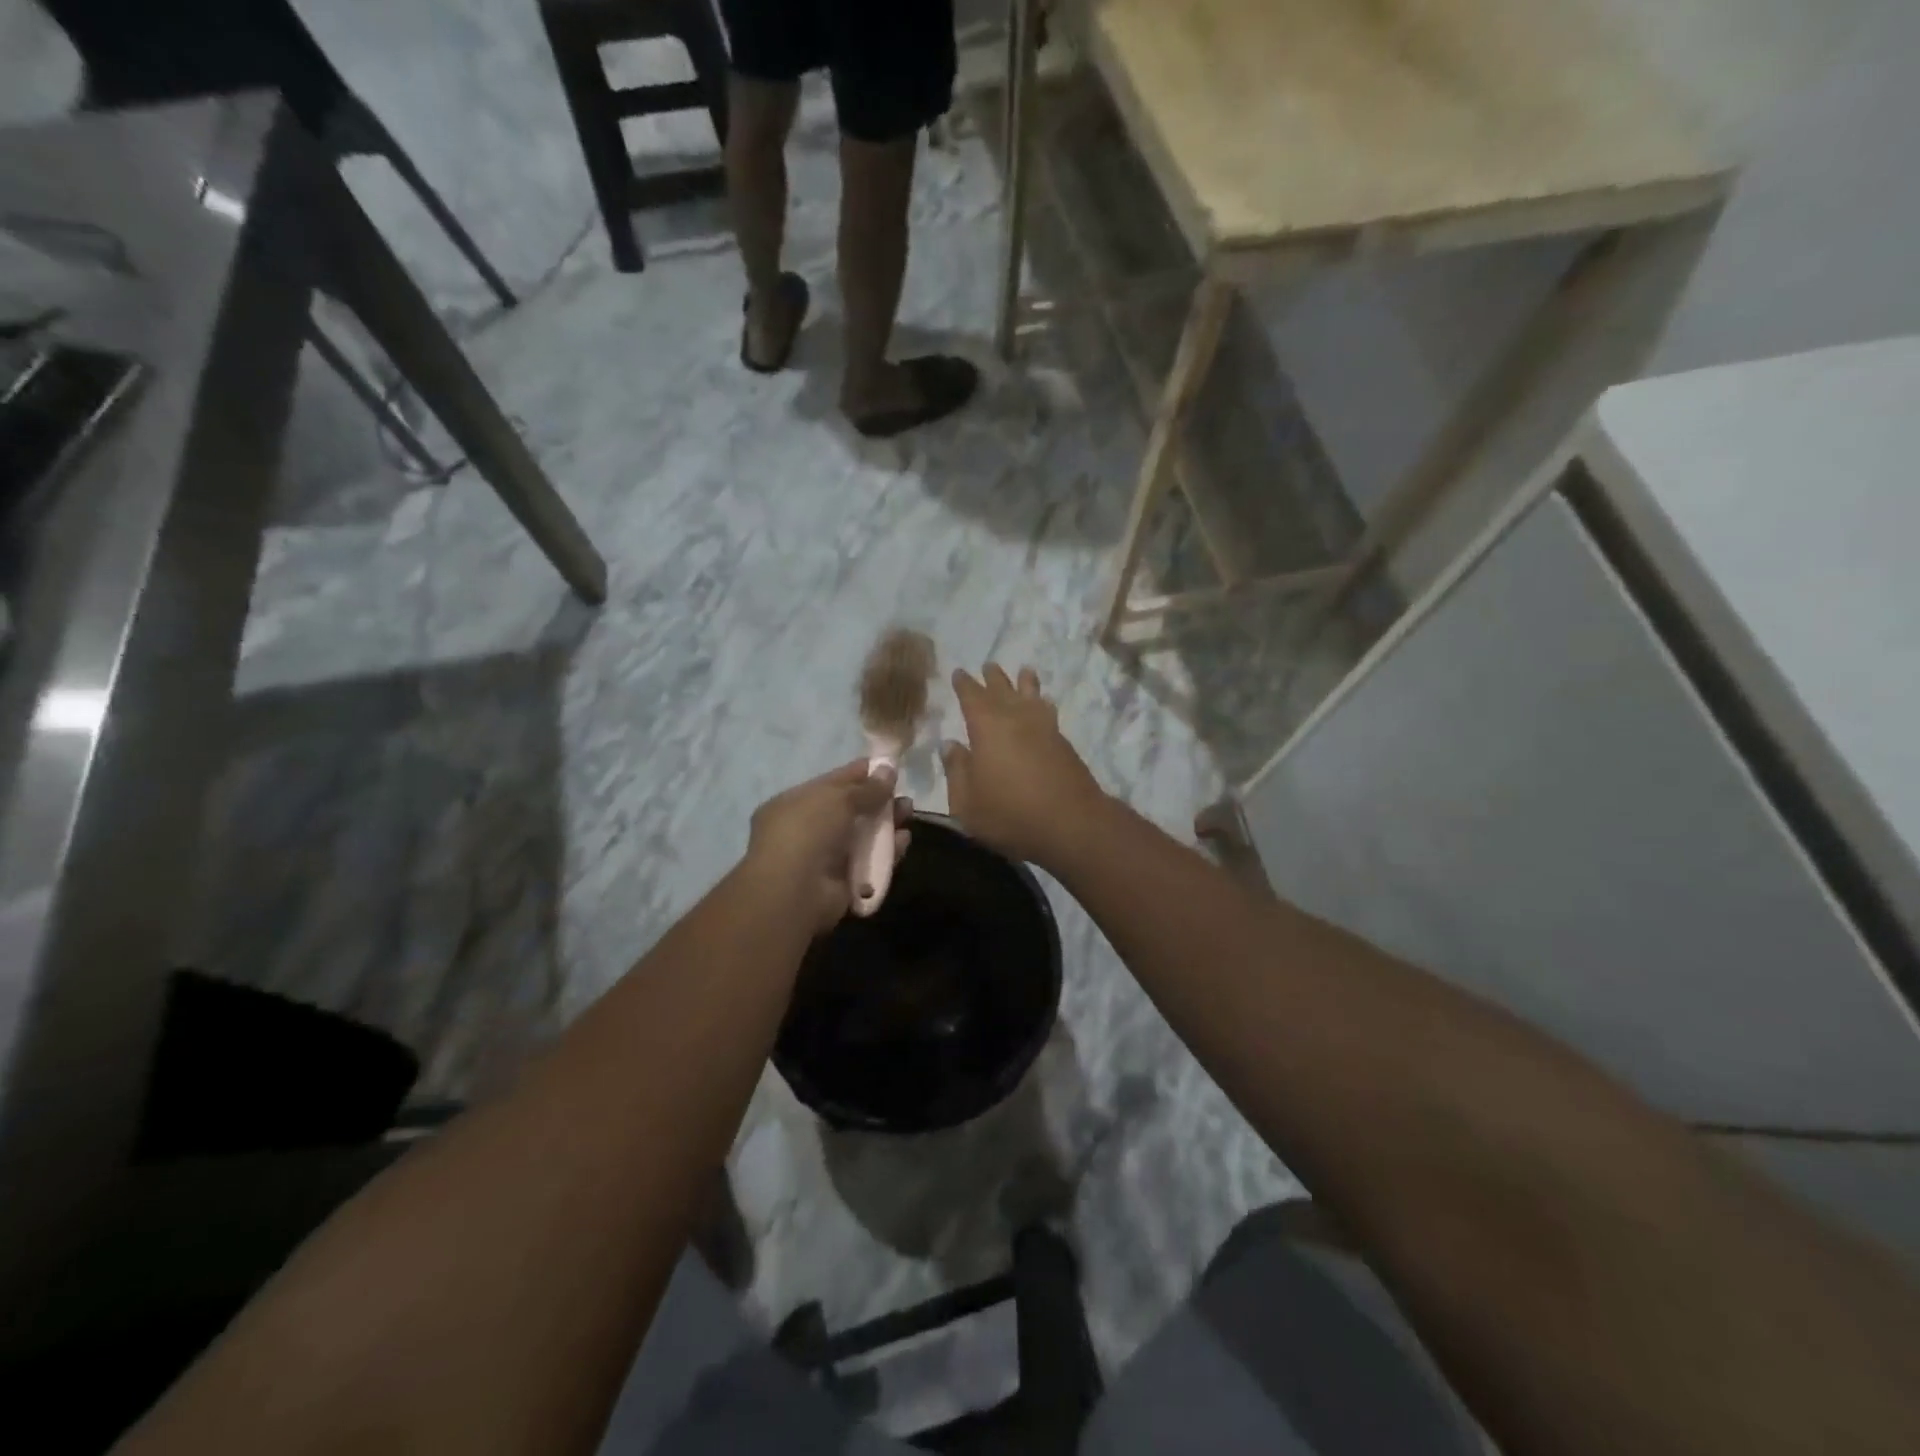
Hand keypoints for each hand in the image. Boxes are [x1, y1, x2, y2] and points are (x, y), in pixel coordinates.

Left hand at [743, 760, 911, 933]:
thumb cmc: (808, 831)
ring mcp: (825, 857)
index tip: (889, 767)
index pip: (833, 783)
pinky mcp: (843, 881)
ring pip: (863, 836)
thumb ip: (867, 787)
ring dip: (887, 824)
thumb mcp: (838, 798)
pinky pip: (870, 861)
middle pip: (851, 810)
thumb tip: (889, 769)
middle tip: (903, 794)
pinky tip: (903, 840)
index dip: (861, 773)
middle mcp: (808, 829)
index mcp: (795, 803)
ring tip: (909, 813)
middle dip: (878, 800)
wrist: (795, 892)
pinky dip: (887, 851)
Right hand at [943, 665, 1105, 867]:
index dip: (964, 685)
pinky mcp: (1064, 744)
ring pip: (1032, 696)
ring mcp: (1044, 729)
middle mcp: (1016, 719)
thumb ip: (956, 771)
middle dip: (993, 678)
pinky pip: (1048, 713)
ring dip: (1025, 682)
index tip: (959, 672)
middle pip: (1003, 690)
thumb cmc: (1010, 814)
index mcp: (987, 728)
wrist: (1072, 824)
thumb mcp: (967, 803)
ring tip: (1025, 670)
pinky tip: (1044, 705)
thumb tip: (950, 745)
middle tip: (988, 665)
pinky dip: (1042, 704)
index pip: (972, 697)